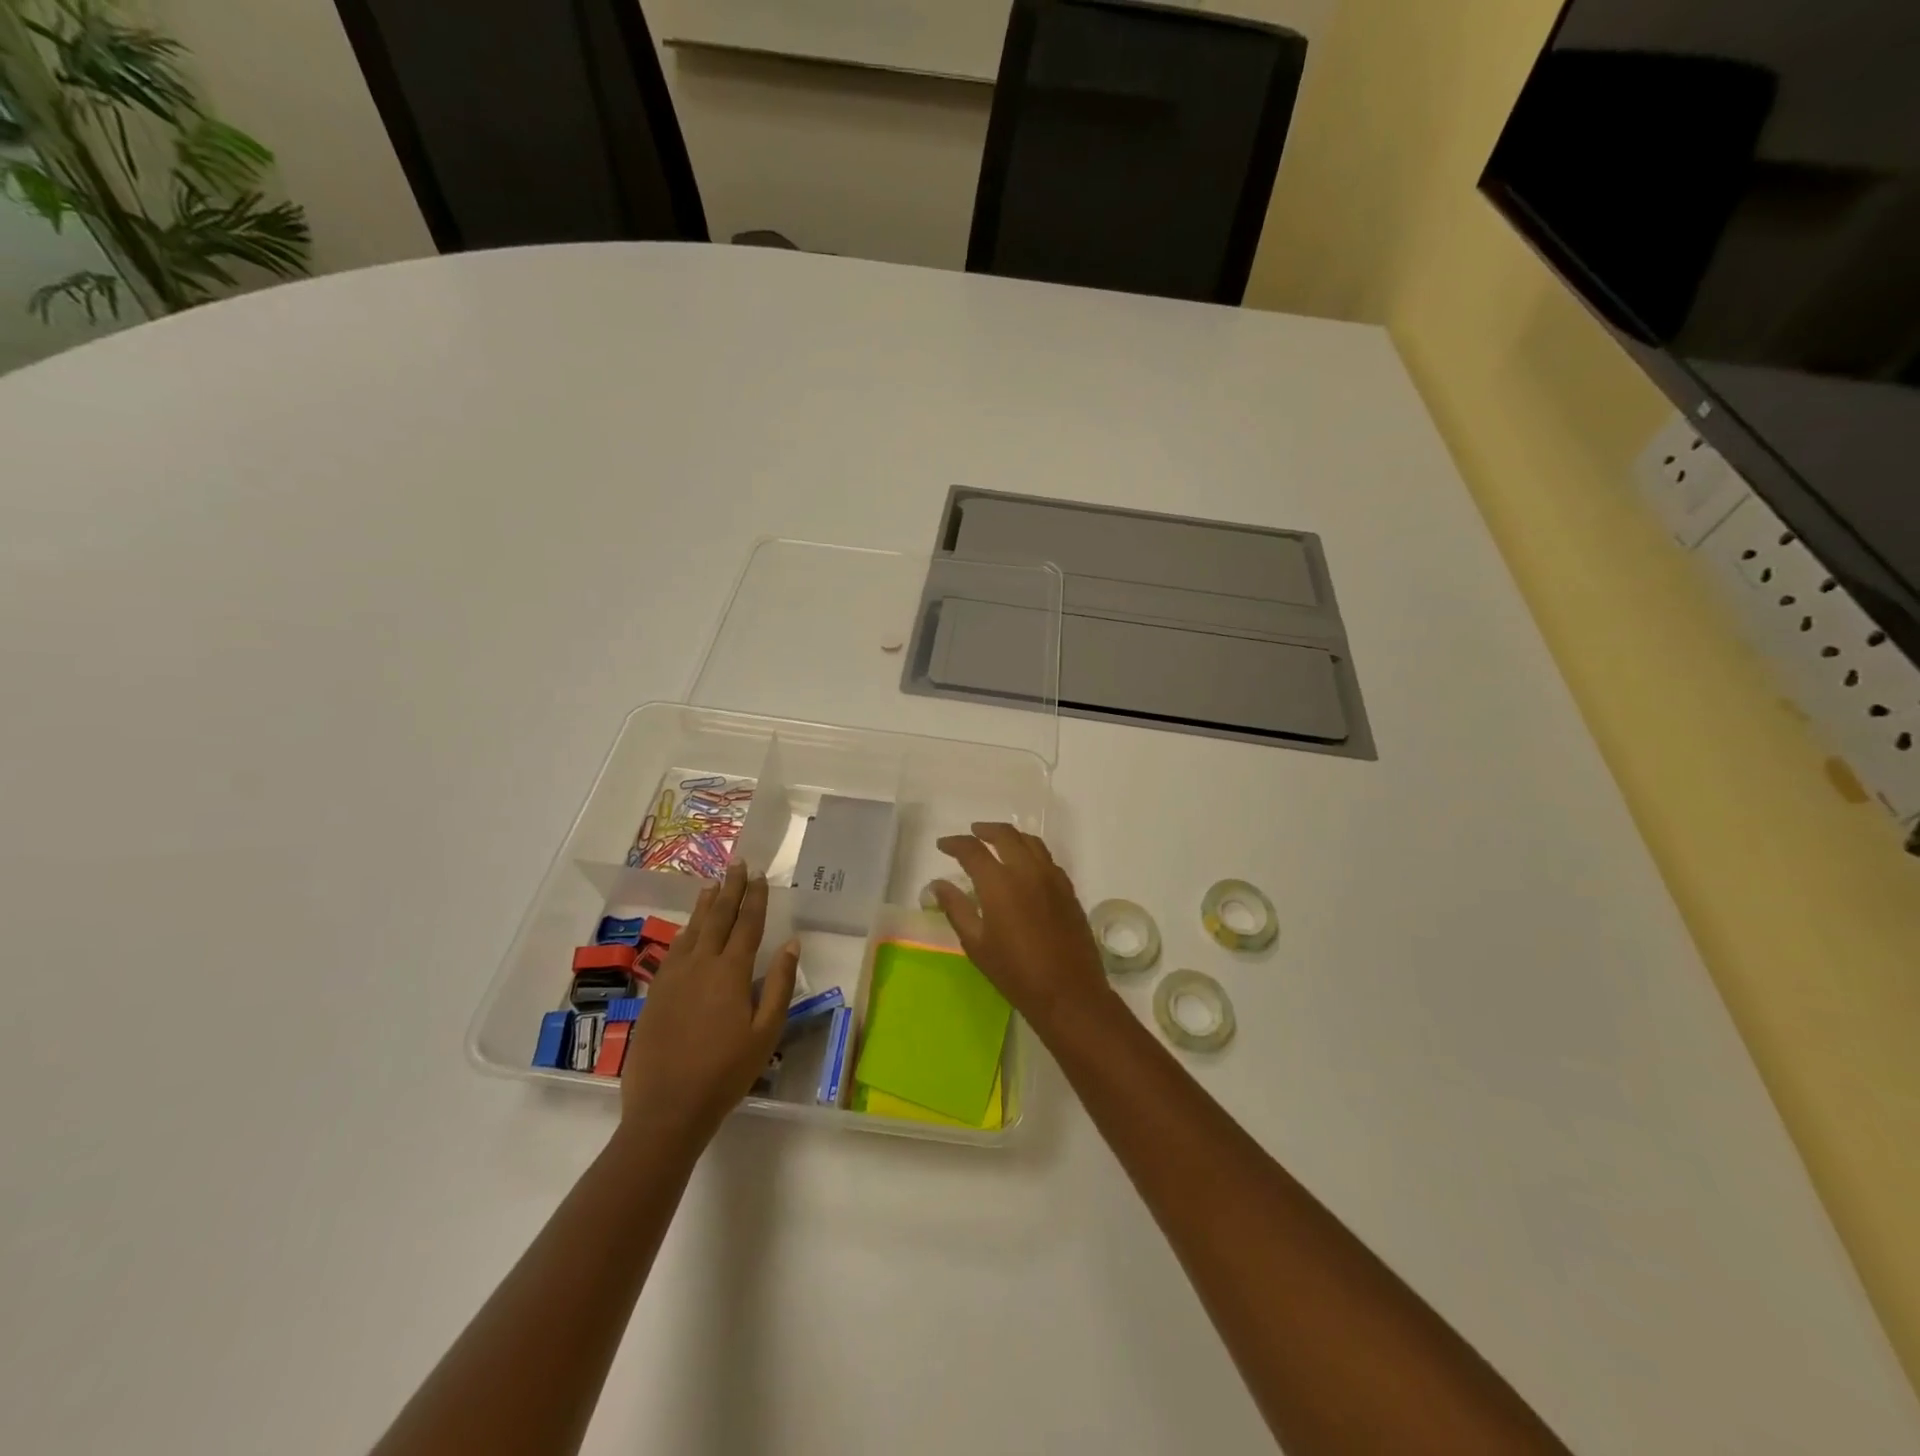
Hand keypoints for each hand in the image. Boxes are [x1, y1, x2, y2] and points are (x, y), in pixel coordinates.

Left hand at [620, 863, 799, 1143]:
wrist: (667, 1107)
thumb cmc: (726, 1072)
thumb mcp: (765, 1032)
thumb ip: (779, 985)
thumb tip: (791, 944)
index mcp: (731, 972)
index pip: (747, 924)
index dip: (755, 898)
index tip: (759, 875)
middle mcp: (700, 964)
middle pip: (717, 917)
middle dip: (729, 889)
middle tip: (736, 864)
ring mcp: (673, 977)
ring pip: (692, 930)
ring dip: (705, 905)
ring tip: (712, 885)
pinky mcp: (656, 993)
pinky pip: (674, 949)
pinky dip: (685, 931)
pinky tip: (688, 930)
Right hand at [931, 823, 1111, 1034]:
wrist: (1068, 992)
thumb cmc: (1015, 972)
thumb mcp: (976, 944)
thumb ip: (956, 908)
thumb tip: (938, 884)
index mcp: (999, 883)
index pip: (972, 850)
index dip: (955, 843)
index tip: (943, 846)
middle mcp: (1027, 871)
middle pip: (1005, 835)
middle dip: (984, 830)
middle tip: (971, 834)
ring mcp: (1052, 878)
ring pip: (1031, 841)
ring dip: (1010, 836)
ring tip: (997, 842)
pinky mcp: (1068, 889)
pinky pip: (1047, 859)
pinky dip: (1031, 852)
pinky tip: (1025, 866)